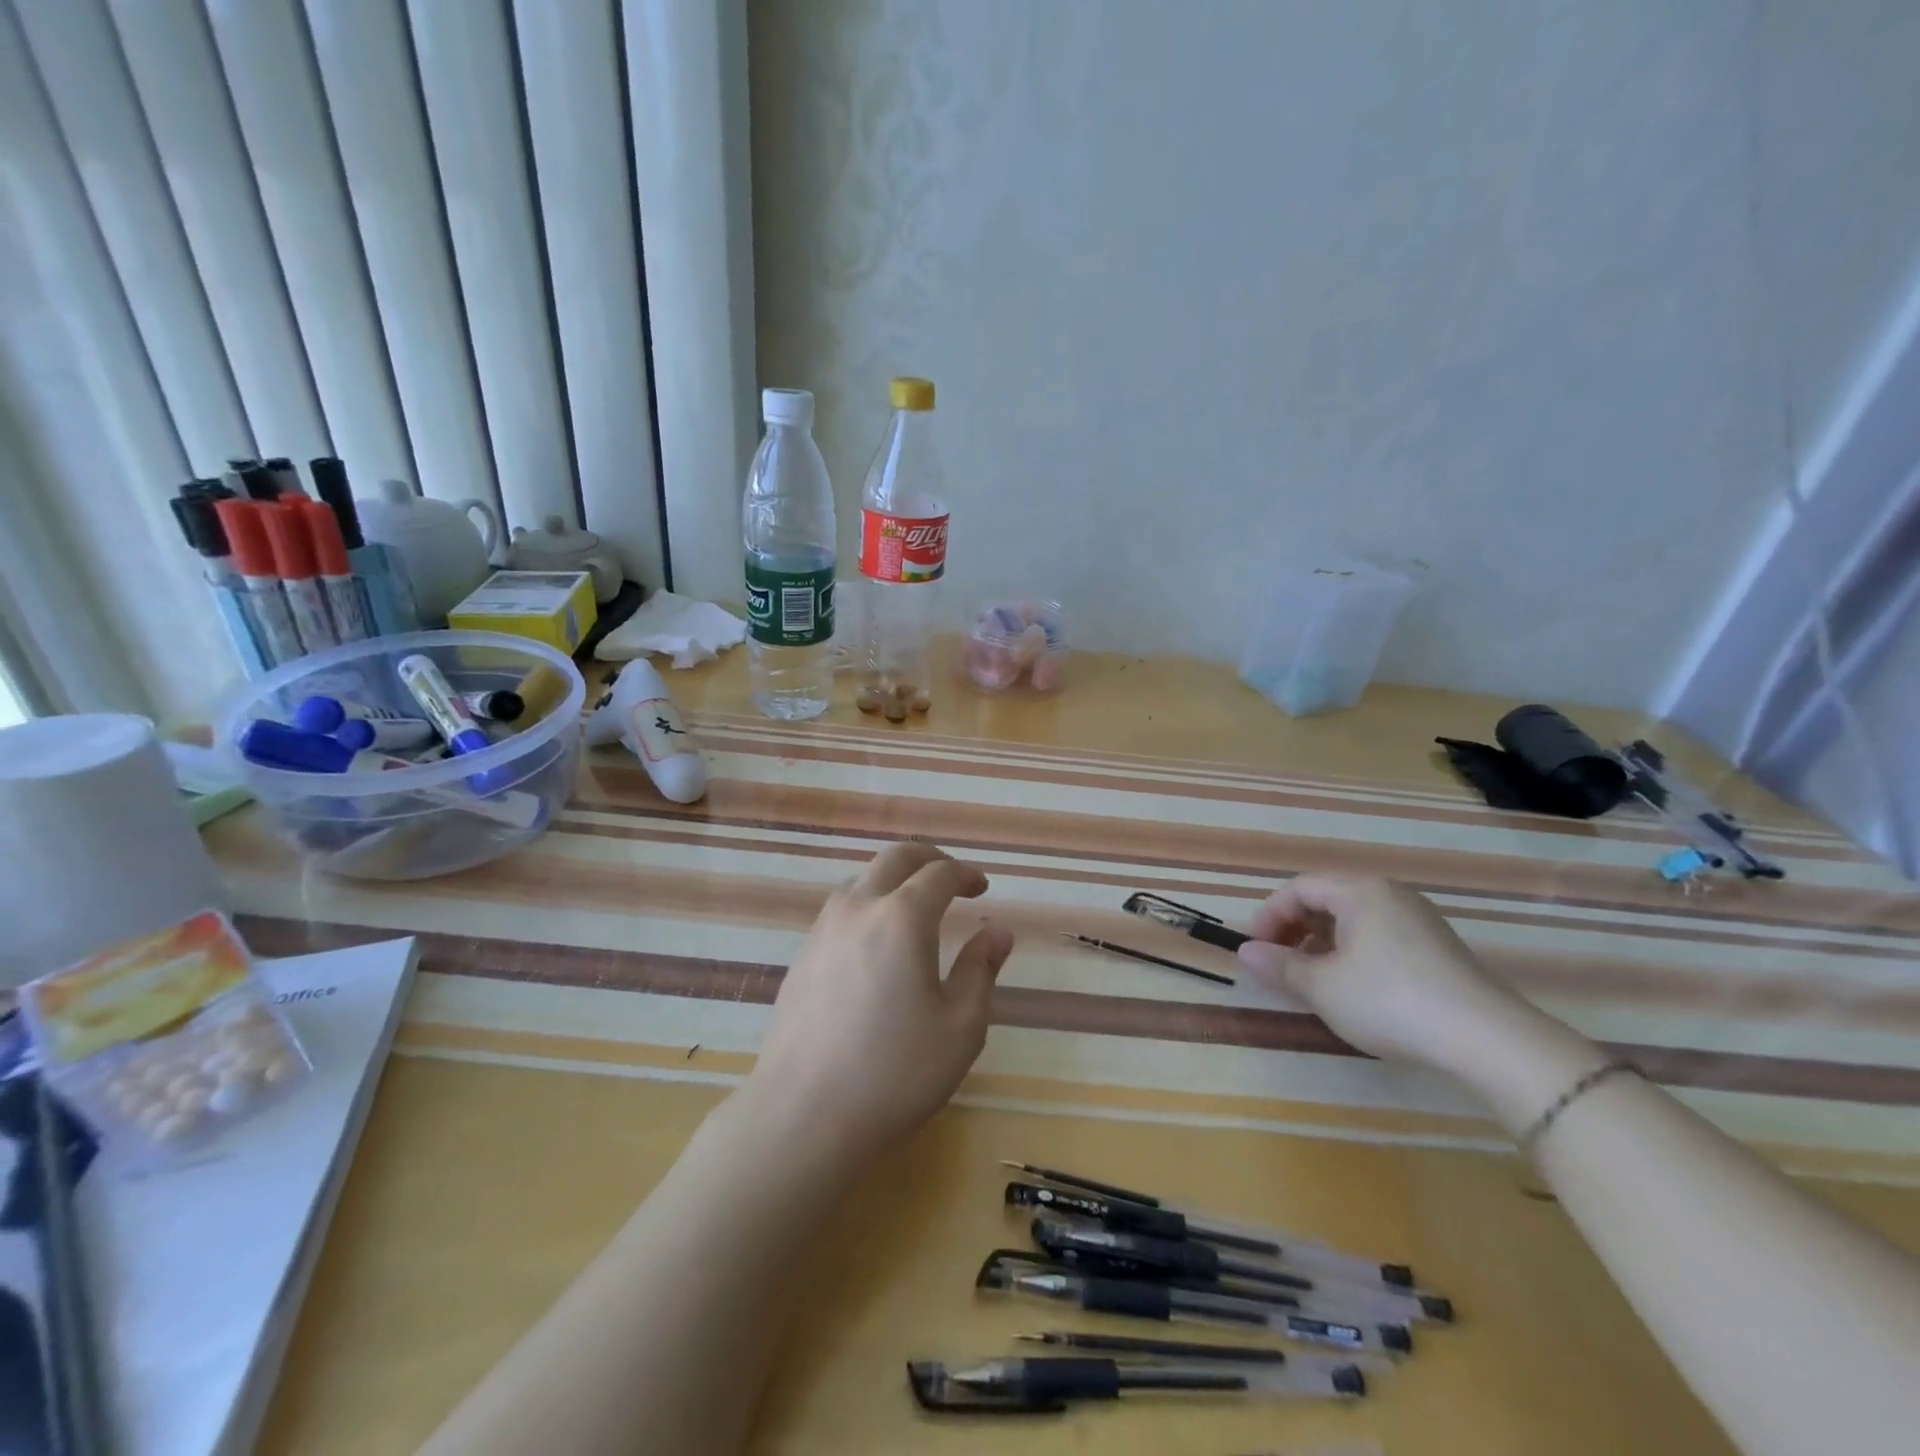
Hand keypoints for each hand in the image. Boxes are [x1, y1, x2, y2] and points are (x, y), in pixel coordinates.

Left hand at [744, 842, 1014, 1163]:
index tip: (982, 888)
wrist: (803, 1115)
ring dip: (893, 879)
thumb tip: (998, 932)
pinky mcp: (802, 956)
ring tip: (914, 907)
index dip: (965, 874)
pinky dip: (867, 903)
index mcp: (902, 918)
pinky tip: (875, 942)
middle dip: (929, 859)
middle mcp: (859, 908)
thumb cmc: (895, 1072)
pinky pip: (840, 909)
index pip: (939, 873)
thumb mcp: (960, 1026)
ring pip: (862, 879)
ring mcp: (822, 930)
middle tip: (952, 878)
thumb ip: (981, 969)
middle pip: (895, 858)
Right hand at [1235, 875, 1531, 1075]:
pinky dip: (1352, 953)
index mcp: (1359, 891)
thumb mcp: (1323, 987)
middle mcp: (1389, 894)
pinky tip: (1352, 988)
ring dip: (1321, 943)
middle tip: (1279, 964)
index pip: (1298, 888)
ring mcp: (1418, 920)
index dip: (1269, 916)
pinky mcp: (1437, 948)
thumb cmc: (1390, 1001)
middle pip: (1326, 899)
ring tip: (1311, 980)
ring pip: (1353, 920)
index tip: (1256, 951)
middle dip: (1294, 929)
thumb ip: (1280, 966)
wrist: (1488, 1040)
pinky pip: (1379, 936)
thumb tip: (1245, 952)